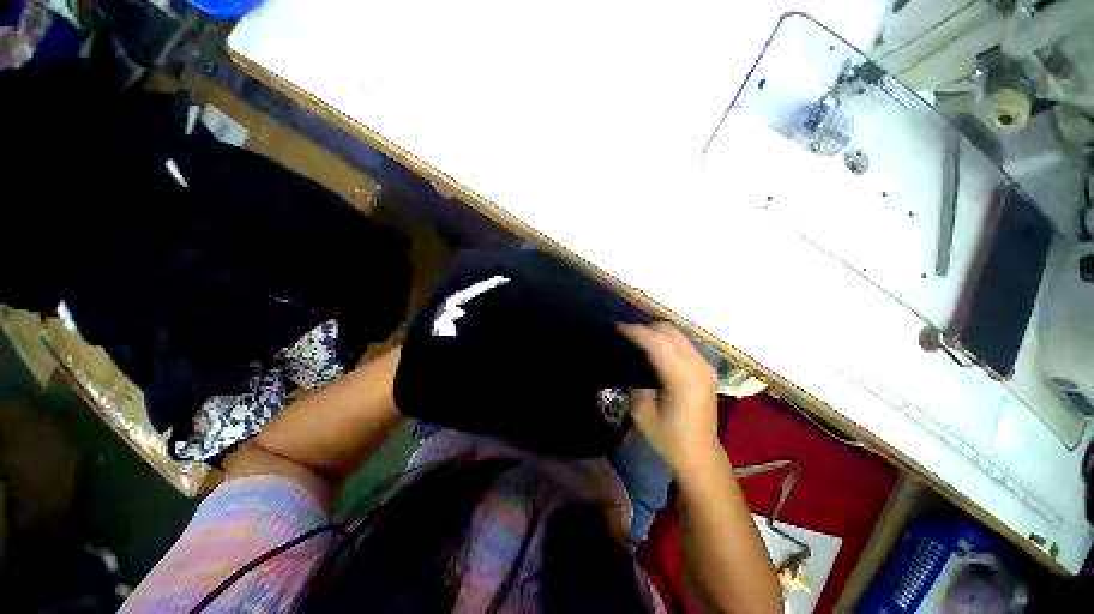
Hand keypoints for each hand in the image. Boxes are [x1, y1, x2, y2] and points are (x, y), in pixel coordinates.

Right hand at [619, 323, 721, 474]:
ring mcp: (705, 366)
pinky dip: (666, 339)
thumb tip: (630, 359)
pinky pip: (683, 342)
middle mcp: (698, 366)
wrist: (700, 454)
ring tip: (636, 335)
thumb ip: (636, 380)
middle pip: (669, 332)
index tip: (617, 326)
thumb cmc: (668, 437)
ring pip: (677, 334)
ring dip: (655, 331)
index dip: (635, 331)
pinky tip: (652, 345)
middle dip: (645, 326)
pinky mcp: (705, 368)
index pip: (656, 342)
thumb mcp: (642, 411)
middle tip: (625, 331)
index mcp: (682, 379)